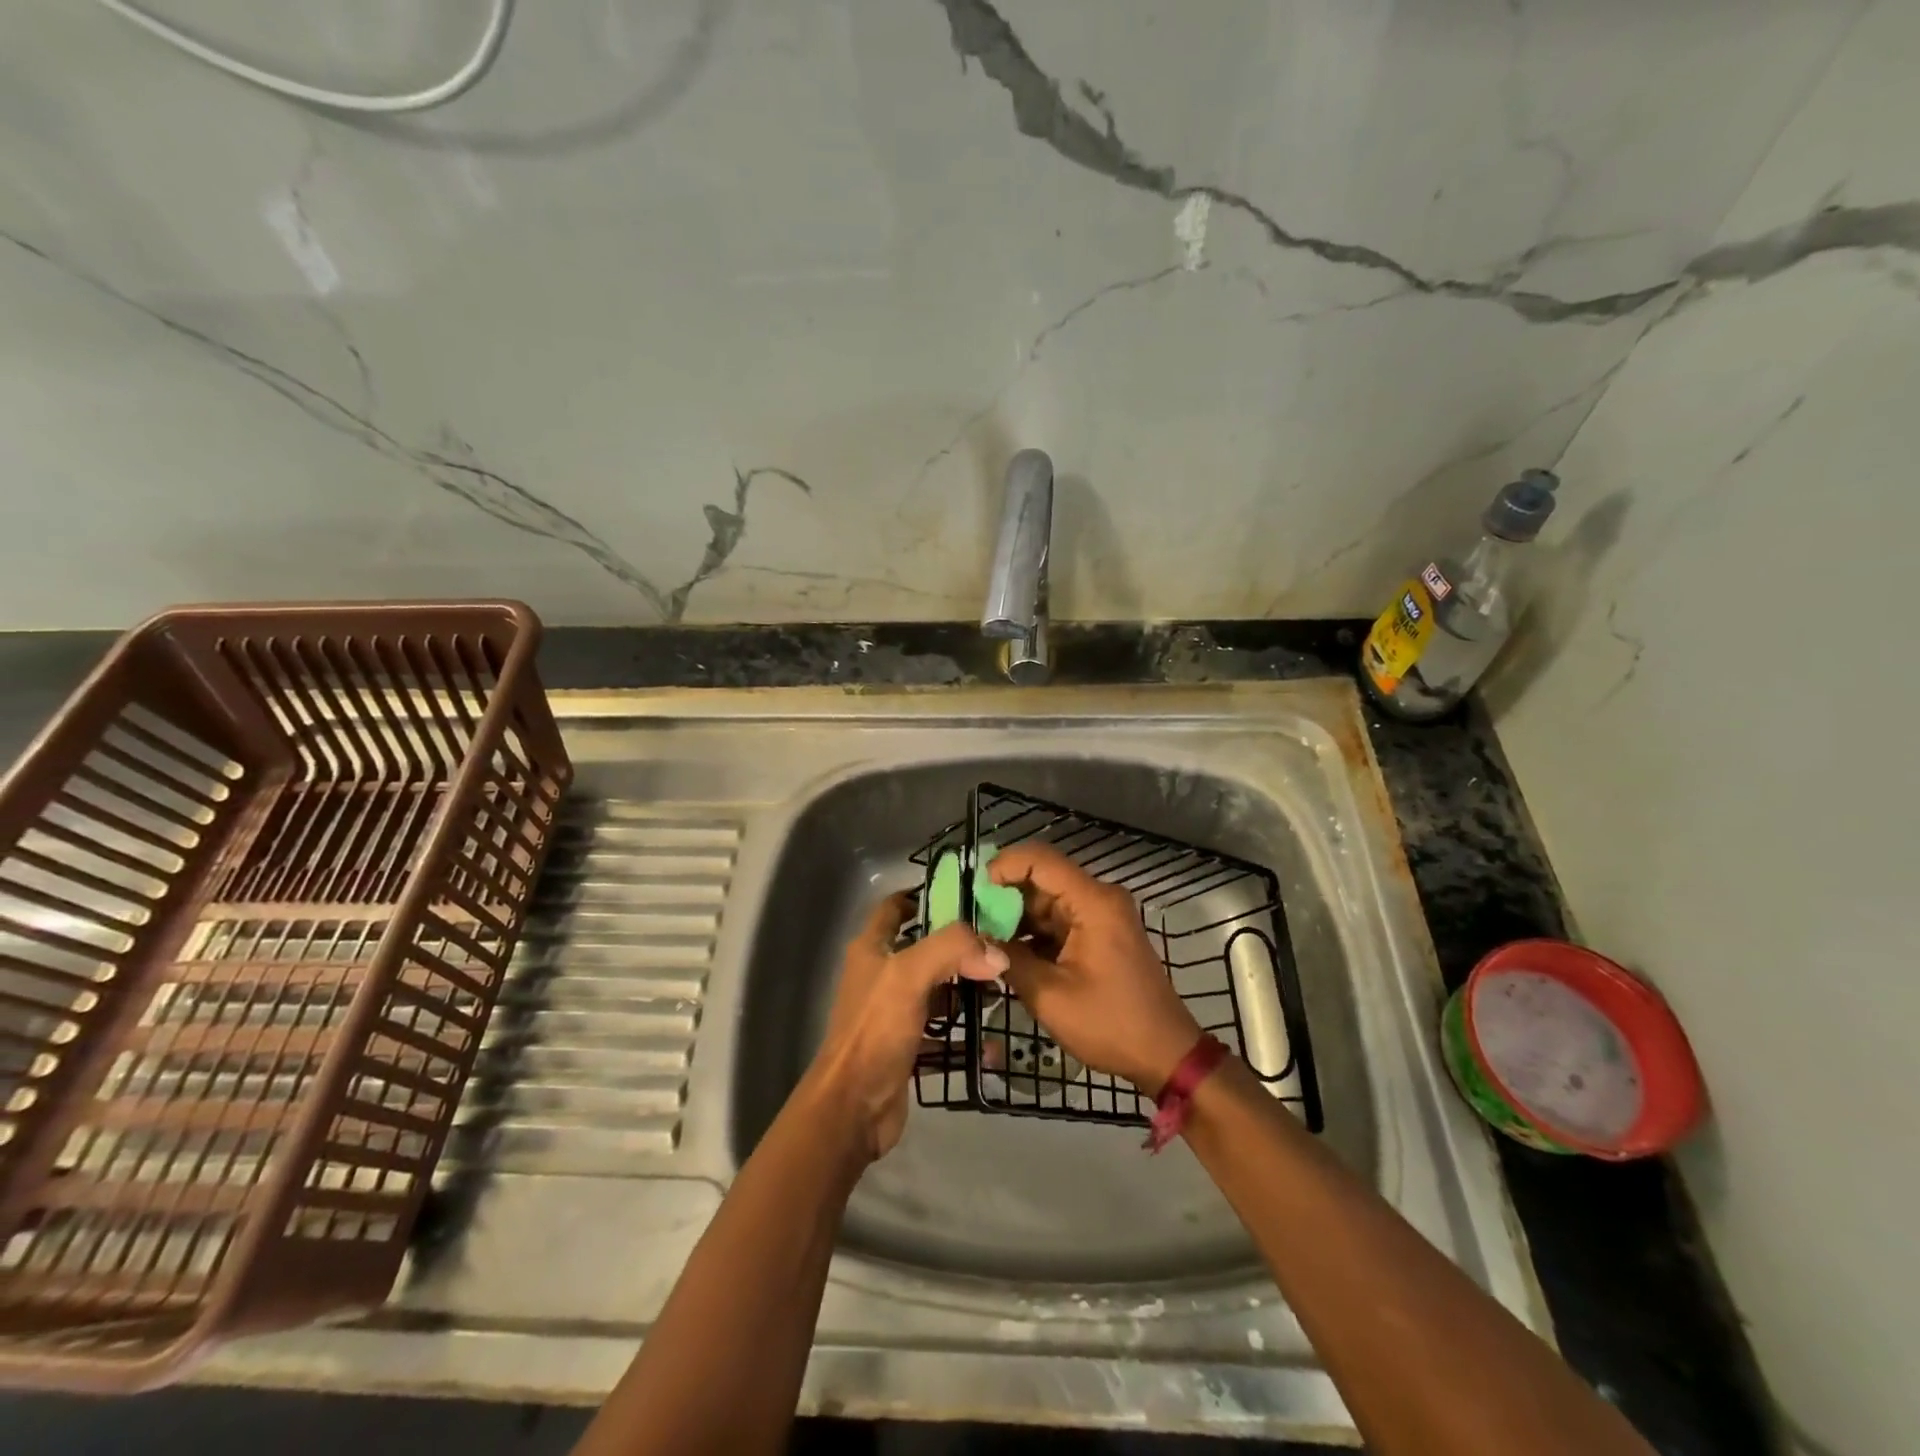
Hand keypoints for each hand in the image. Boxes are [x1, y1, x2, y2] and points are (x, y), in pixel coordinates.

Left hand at [807, 892, 1006, 1160]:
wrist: (852, 1108)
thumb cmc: (875, 1030)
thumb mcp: (909, 975)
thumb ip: (952, 950)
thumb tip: (996, 953)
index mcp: (871, 949)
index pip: (895, 907)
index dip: (924, 896)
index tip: (967, 896)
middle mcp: (880, 975)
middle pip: (924, 948)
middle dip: (960, 947)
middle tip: (1000, 946)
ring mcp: (892, 1013)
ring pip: (936, 990)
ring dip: (966, 990)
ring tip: (1003, 989)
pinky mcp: (906, 1046)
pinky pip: (942, 1033)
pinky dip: (965, 1035)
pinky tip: (992, 1042)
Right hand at [989, 842, 1203, 1094]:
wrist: (1166, 1054)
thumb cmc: (1111, 1024)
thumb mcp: (1050, 996)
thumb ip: (1009, 959)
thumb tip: (975, 939)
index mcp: (1093, 902)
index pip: (1039, 860)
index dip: (1002, 867)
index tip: (972, 893)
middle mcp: (1098, 898)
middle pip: (1041, 879)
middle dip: (1002, 897)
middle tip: (968, 923)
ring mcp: (1101, 915)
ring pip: (1046, 900)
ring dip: (1015, 918)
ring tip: (981, 940)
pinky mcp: (1099, 933)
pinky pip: (1058, 920)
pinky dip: (1032, 932)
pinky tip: (1007, 953)